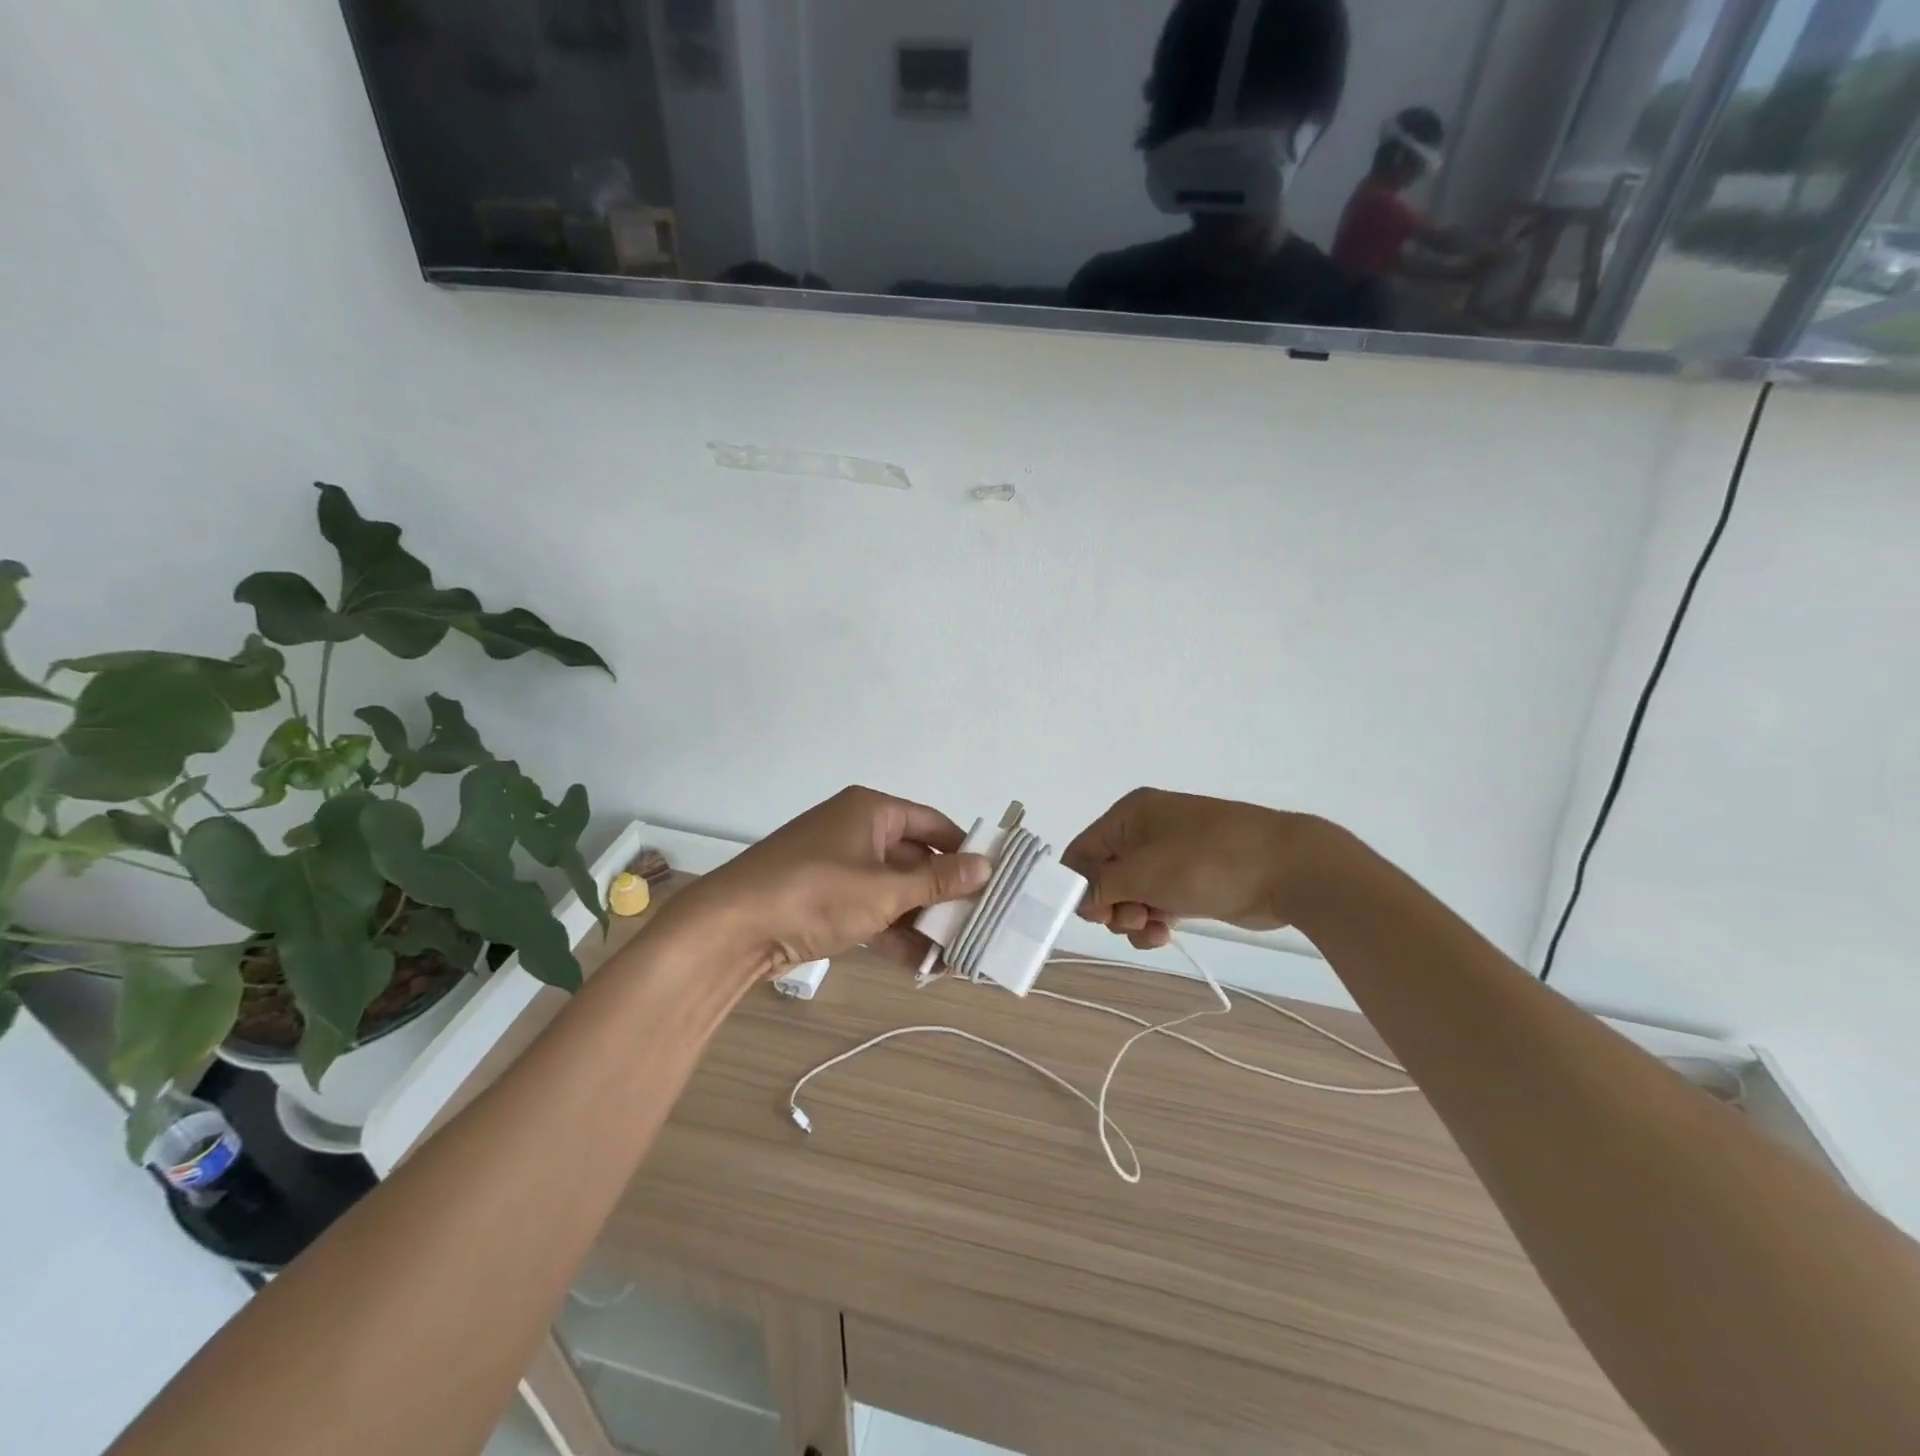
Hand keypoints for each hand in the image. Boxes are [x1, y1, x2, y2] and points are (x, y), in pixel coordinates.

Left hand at [659, 786, 991, 980]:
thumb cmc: (816, 892)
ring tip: (960, 951)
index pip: (933, 823)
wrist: (732, 928)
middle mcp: (857, 832)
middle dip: (945, 894)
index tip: (995, 878)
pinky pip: (871, 911)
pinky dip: (894, 933)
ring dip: (922, 920)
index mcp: (871, 811)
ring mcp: (839, 867)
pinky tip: (924, 964)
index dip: (964, 849)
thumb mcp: (884, 889)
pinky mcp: (825, 900)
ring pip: (894, 890)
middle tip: (982, 921)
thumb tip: (986, 866)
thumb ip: (937, 881)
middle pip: (915, 859)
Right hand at [1062, 788, 1321, 949]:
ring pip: (1130, 894)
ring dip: (1132, 918)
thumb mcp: (1143, 872)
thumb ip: (1100, 885)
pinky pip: (1155, 902)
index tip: (1091, 915)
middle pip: (1104, 876)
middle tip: (1132, 918)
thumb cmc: (1206, 861)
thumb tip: (1075, 897)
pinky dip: (1153, 921)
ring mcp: (1169, 856)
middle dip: (1111, 905)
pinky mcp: (1189, 881)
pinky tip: (1164, 935)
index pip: (1082, 851)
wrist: (1287, 868)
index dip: (1078, 885)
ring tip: (1153, 928)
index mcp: (1129, 815)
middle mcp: (1144, 831)